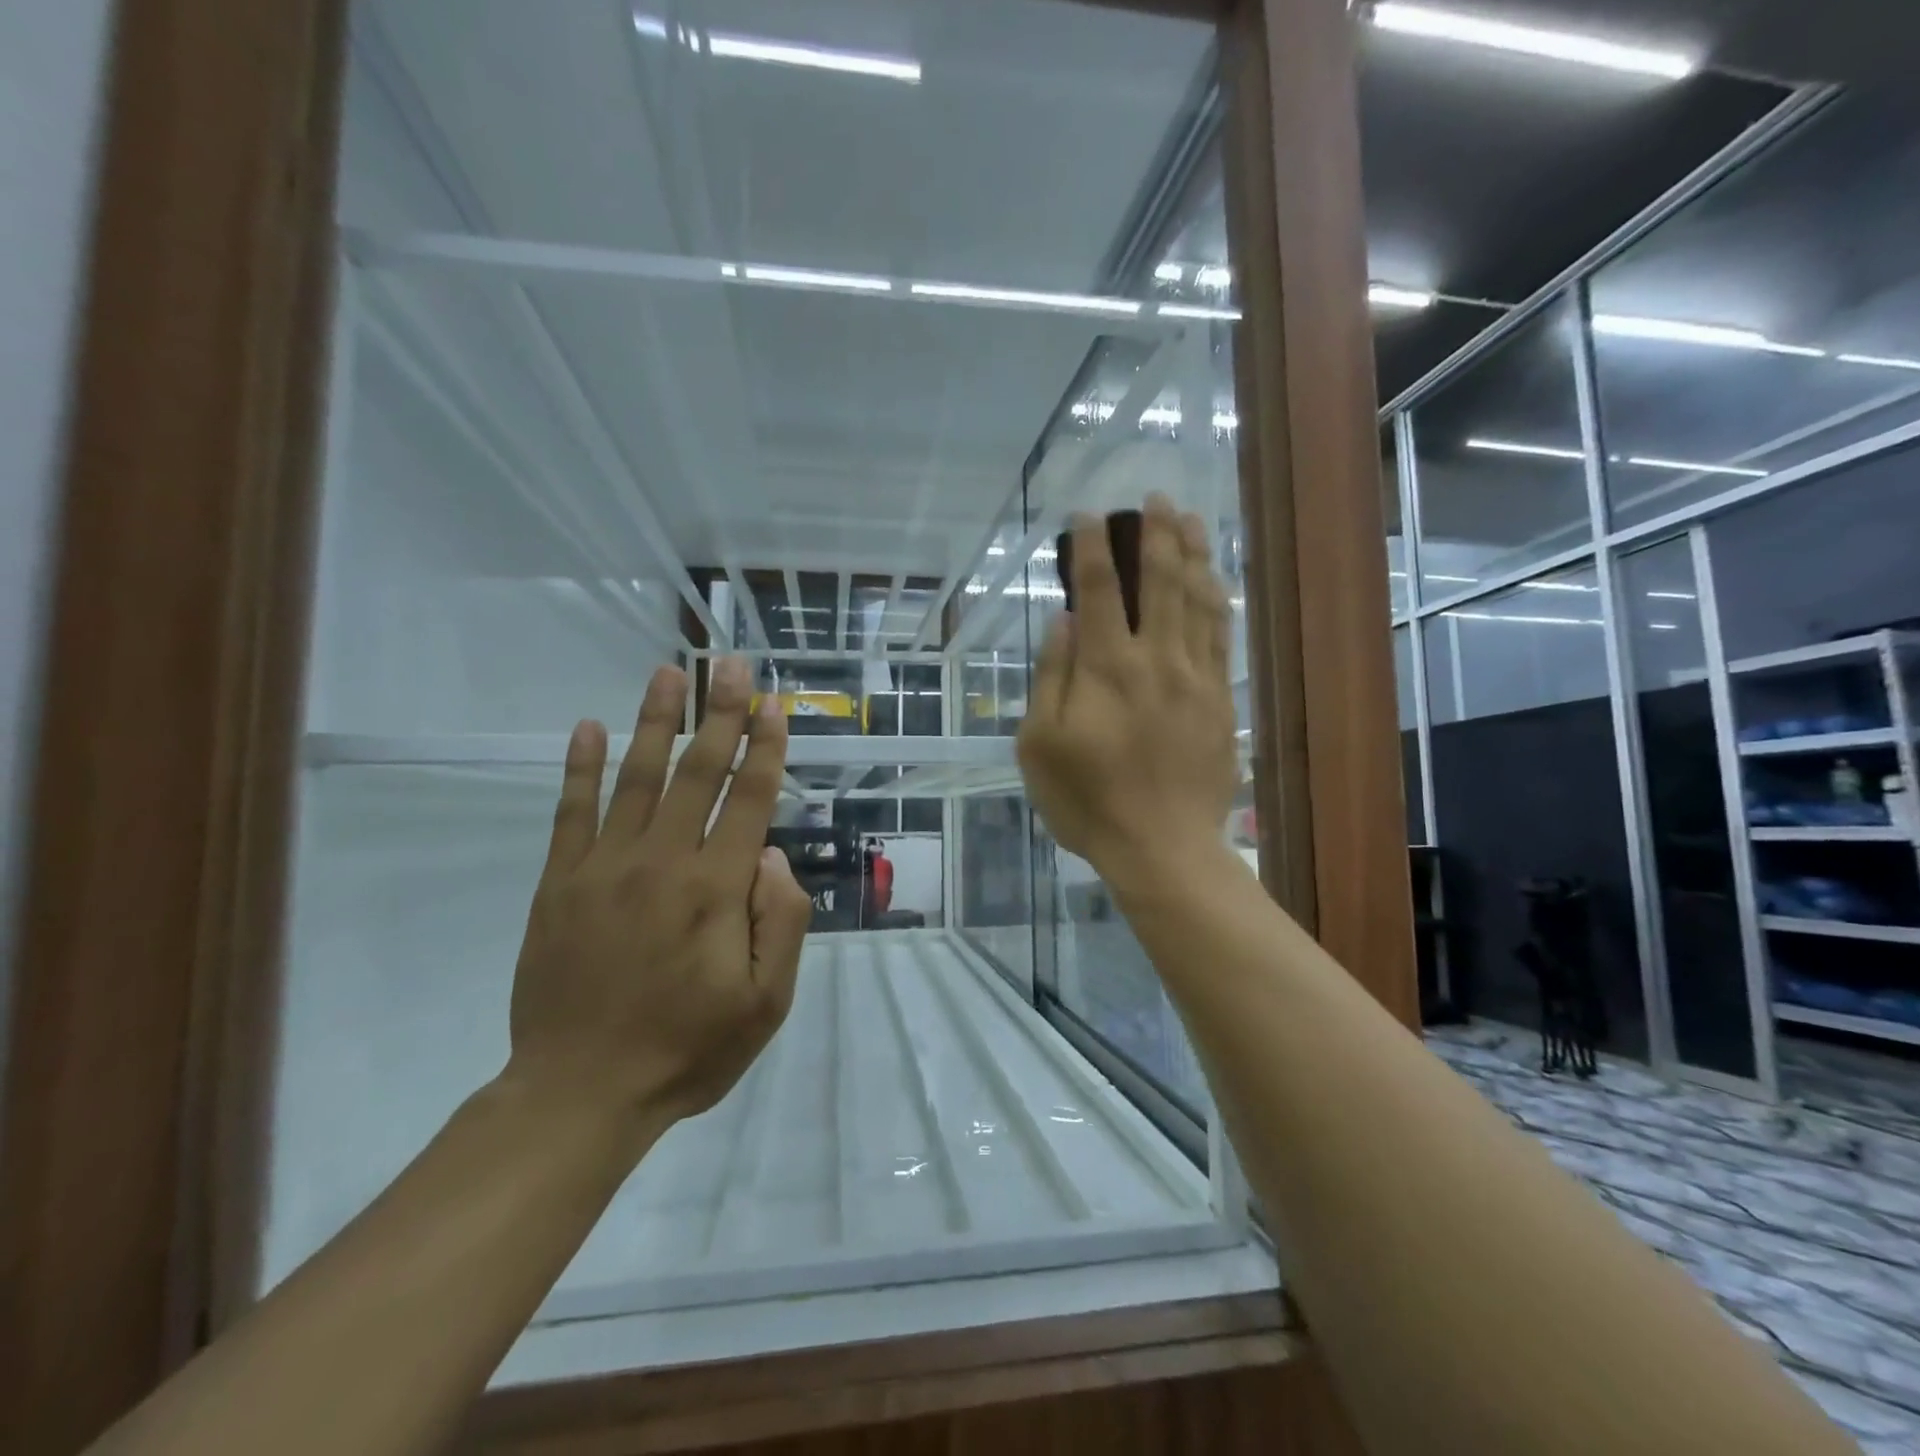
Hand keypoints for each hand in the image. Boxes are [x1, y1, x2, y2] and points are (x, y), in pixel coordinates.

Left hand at [506, 659, 813, 1133]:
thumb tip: (772, 856)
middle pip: (698, 772)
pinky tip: (586, 728)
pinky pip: (571, 812)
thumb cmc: (687, 1049)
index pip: (748, 800)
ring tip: (669, 672)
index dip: (764, 748)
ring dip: (656, 720)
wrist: (580, 1092)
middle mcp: (662, 862)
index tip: (773, 705)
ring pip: (637, 777)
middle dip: (720, 713)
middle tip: (729, 663)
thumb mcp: (765, 1003)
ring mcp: (604, 867)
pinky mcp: (560, 883)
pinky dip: (579, 767)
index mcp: (716, 890)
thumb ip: (781, 923)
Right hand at [1017, 495, 1239, 888]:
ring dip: (1193, 552)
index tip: (1087, 516)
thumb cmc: (1088, 801)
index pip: (1096, 590)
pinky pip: (1222, 635)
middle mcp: (1155, 660)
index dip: (1090, 547)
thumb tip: (1064, 620)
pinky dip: (1217, 599)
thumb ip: (1051, 677)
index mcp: (1106, 669)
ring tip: (1189, 517)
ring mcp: (1196, 677)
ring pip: (1198, 599)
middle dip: (1155, 533)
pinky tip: (1214, 578)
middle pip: (1160, 580)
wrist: (1162, 847)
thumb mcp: (1039, 745)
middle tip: (1153, 498)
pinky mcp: (1221, 698)